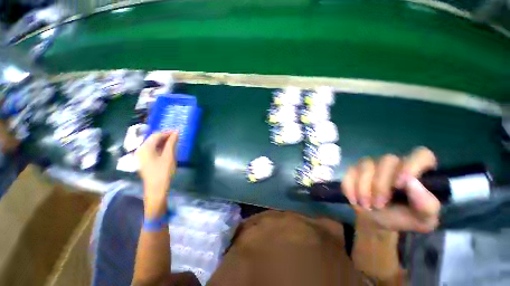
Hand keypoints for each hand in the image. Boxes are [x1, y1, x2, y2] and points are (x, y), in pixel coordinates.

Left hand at [137, 131, 178, 203]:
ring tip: (174, 142)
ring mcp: (141, 155)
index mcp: (145, 148)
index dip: (168, 132)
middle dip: (165, 136)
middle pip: (153, 138)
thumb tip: (176, 132)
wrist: (156, 189)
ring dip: (163, 141)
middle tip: (177, 136)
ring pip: (153, 144)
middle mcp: (141, 149)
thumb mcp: (169, 156)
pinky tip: (167, 149)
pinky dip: (160, 147)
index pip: (156, 135)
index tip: (178, 132)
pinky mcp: (144, 160)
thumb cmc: (163, 172)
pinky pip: (152, 149)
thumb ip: (172, 143)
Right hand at [342, 147, 439, 232]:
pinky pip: (349, 172)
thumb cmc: (402, 218)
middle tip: (378, 205)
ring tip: (366, 205)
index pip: (421, 154)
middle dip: (380, 185)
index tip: (400, 186)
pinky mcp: (354, 169)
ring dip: (364, 188)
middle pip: (387, 160)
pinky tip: (354, 199)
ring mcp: (372, 164)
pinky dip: (350, 187)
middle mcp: (395, 163)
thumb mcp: (422, 220)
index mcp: (418, 171)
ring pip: (366, 165)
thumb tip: (411, 183)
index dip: (411, 166)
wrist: (376, 220)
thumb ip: (427, 205)